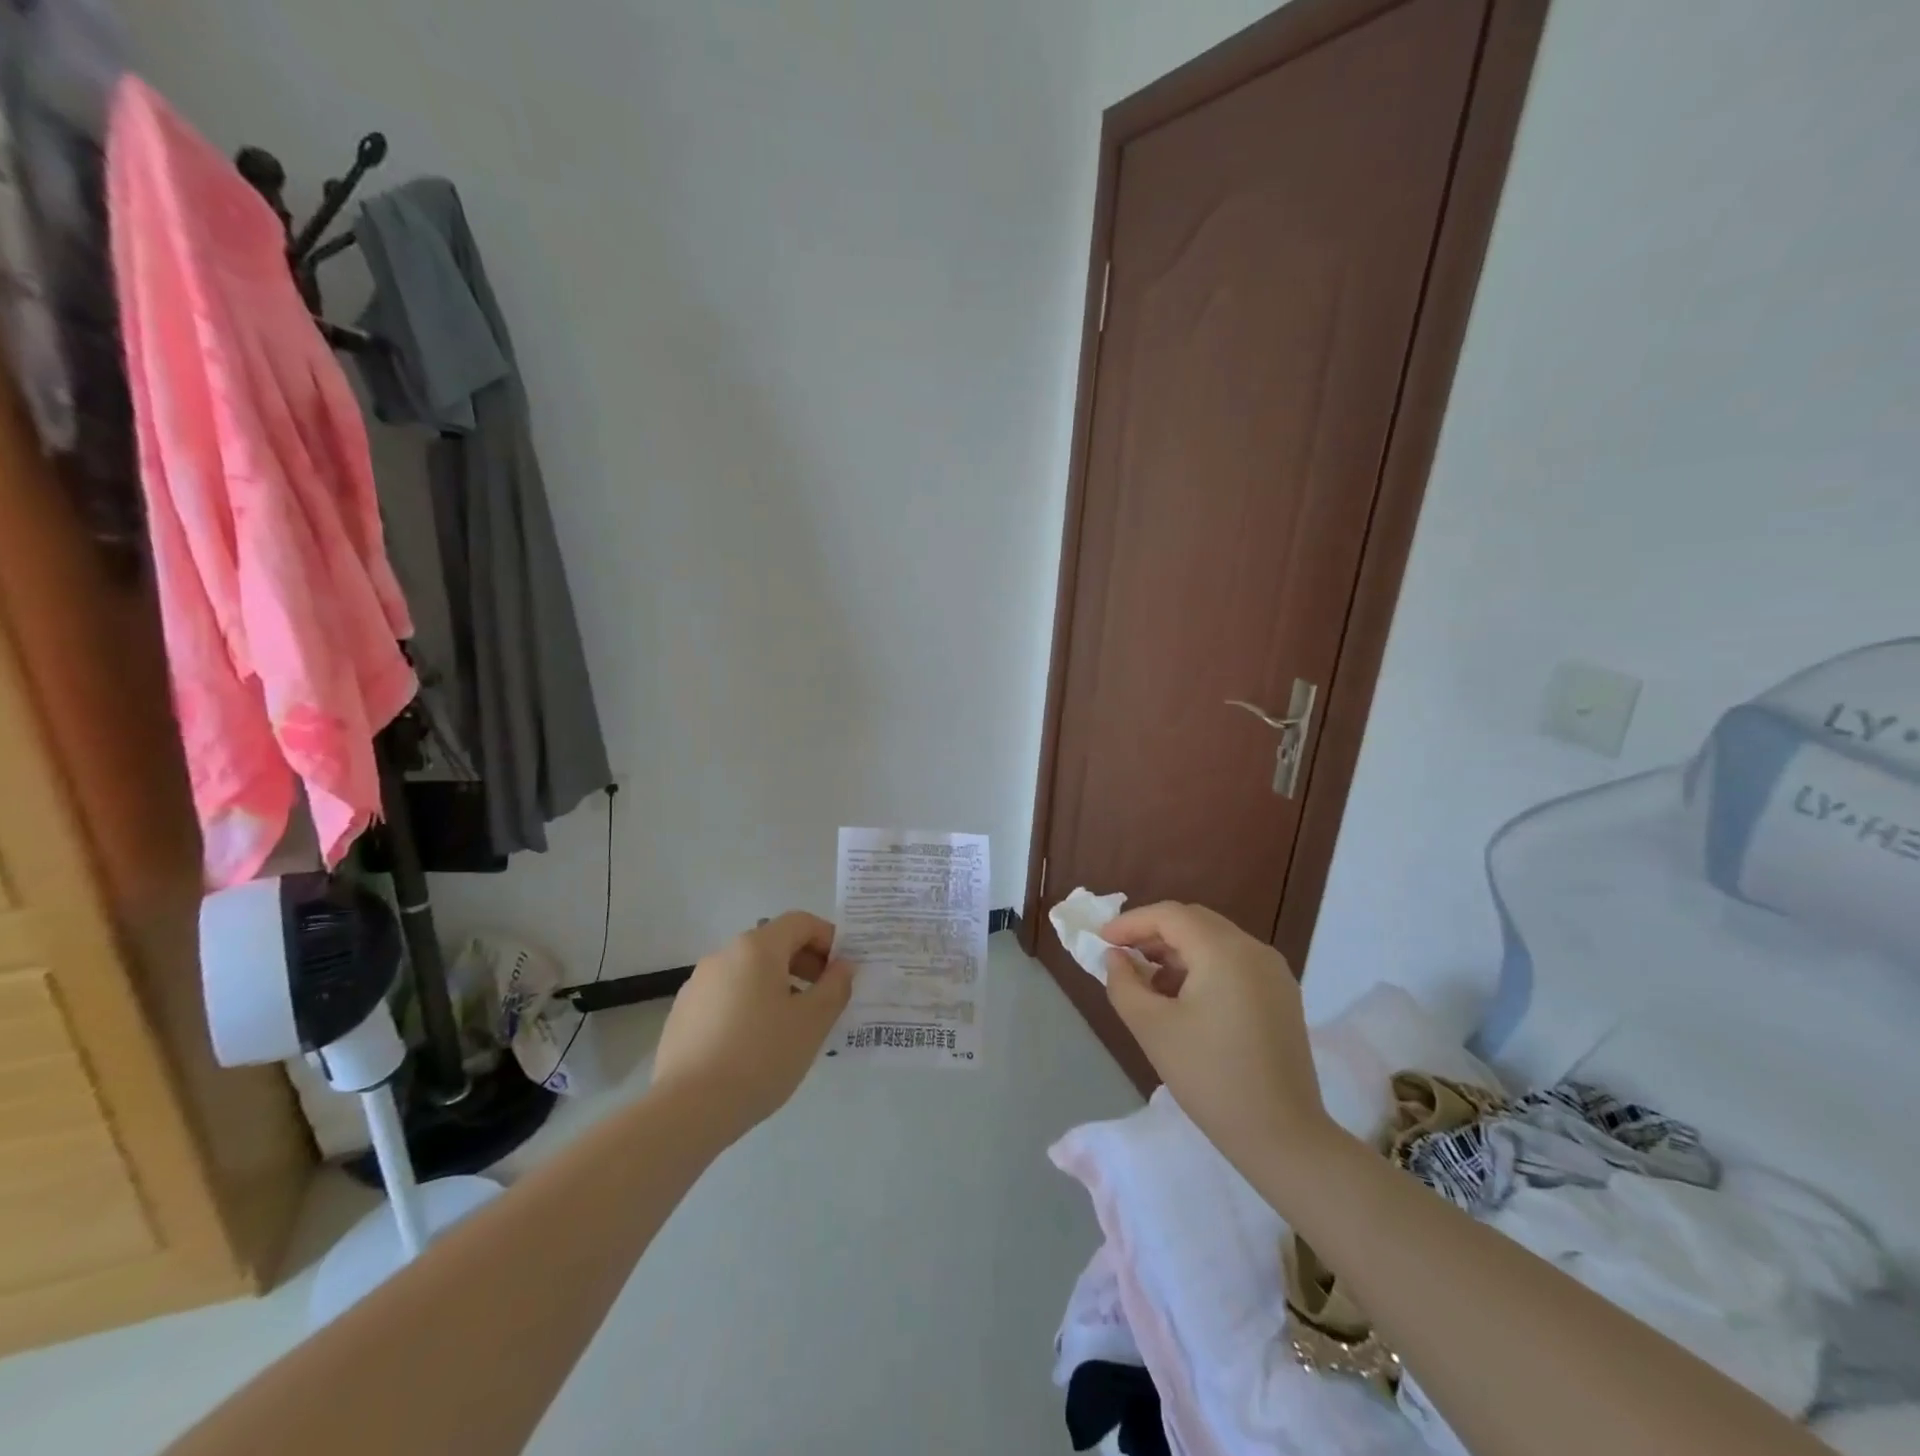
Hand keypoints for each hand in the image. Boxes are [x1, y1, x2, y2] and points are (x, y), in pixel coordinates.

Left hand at [651, 912, 852, 1135]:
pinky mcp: (683, 1013)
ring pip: (749, 971)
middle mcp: (723, 955)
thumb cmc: (760, 1057)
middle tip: (825, 998)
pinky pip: (727, 995)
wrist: (687, 1110)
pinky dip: (750, 1004)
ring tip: (792, 1025)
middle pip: (773, 944)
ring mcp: (698, 984)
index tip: (844, 971)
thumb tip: (843, 966)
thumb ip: (834, 987)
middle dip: (805, 964)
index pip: (800, 922)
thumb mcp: (812, 1022)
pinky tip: (756, 1044)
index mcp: (756, 948)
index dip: (829, 939)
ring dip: (778, 985)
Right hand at [1102, 902, 1334, 1181]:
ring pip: (1214, 941)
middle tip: (1121, 956)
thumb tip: (1116, 958)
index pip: (1169, 915)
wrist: (1283, 1137)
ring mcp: (1273, 972)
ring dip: (1177, 951)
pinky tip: (1182, 998)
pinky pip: (1233, 962)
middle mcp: (1254, 950)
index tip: (1101, 941)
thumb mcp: (1152, 1028)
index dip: (1131, 923)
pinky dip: (1202, 967)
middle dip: (1153, 933)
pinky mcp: (1281, 995)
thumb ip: (1124, 983)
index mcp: (1224, 951)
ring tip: (1147, 981)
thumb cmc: (1210, 1078)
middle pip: (1194, 922)